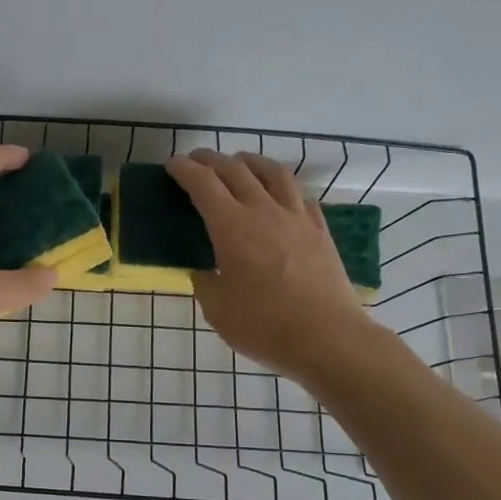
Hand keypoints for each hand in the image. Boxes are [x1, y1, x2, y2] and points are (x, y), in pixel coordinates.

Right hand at [165, 149, 380, 381]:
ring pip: (272, 173)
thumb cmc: (264, 326)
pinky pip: (299, 195)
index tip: (173, 165)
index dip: (184, 170)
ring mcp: (296, 217)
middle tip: (196, 161)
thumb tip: (205, 271)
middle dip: (211, 160)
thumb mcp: (218, 310)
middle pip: (235, 169)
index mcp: (232, 228)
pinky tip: (278, 194)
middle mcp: (263, 211)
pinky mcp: (320, 230)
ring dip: (250, 161)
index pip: (203, 184)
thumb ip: (206, 283)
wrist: (328, 338)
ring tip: (239, 162)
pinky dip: (281, 186)